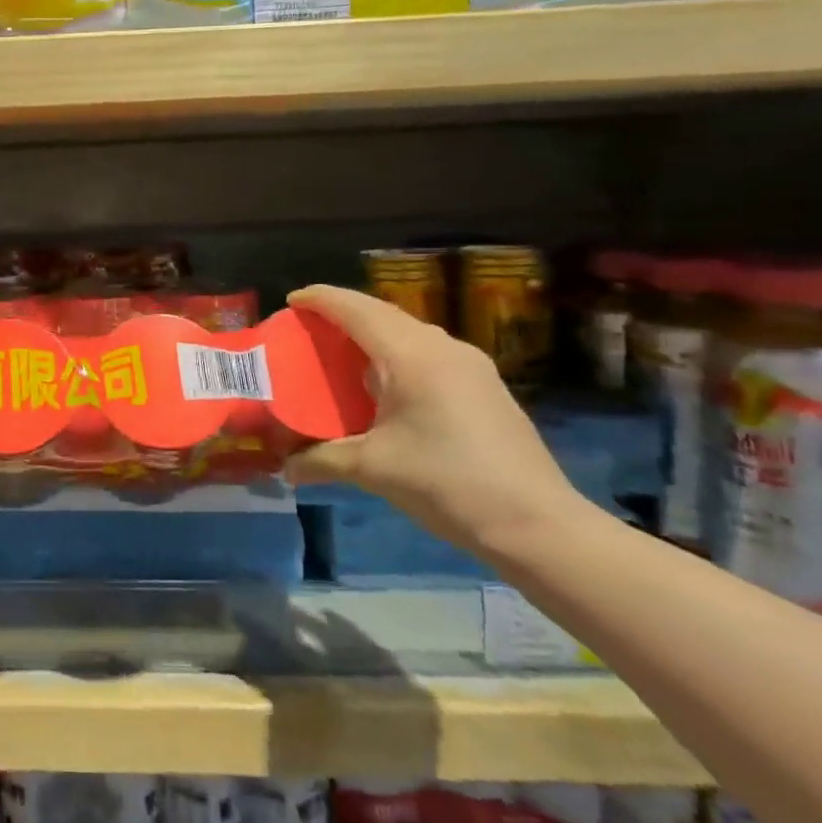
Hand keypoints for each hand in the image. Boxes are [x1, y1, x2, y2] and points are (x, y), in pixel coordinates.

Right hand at [284, 285, 583, 560]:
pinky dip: (396, 352)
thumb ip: (322, 460)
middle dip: (344, 312)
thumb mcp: (373, 470)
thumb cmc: (446, 483)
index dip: (321, 299)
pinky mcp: (484, 386)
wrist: (536, 524)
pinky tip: (385, 382)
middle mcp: (442, 348)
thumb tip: (285, 467)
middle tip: (310, 325)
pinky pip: (428, 351)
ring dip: (373, 332)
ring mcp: (470, 365)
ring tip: (342, 350)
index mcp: (411, 356)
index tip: (292, 300)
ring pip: (409, 331)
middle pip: (384, 313)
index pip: (357, 309)